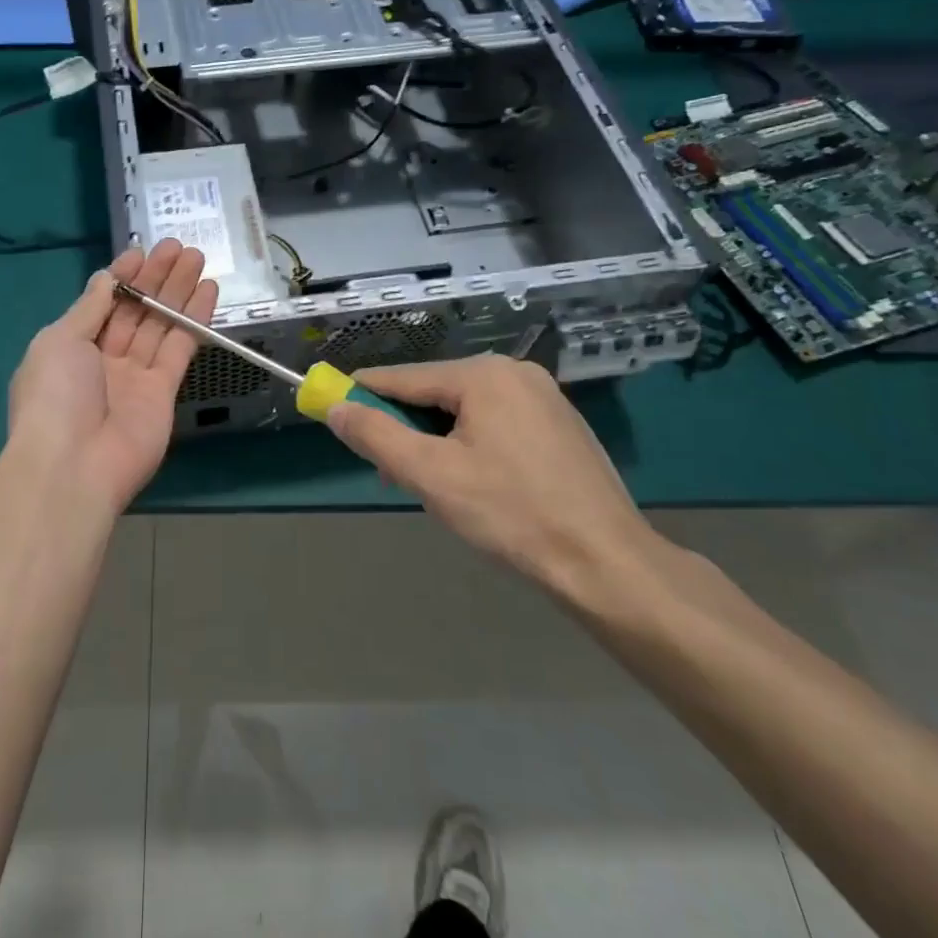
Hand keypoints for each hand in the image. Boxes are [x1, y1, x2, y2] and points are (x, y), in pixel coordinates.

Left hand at [2, 239, 215, 514]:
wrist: (73, 466)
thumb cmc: (55, 396)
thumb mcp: (59, 340)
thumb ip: (90, 308)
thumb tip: (106, 278)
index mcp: (70, 346)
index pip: (102, 302)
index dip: (123, 276)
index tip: (142, 251)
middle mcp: (103, 359)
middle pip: (135, 310)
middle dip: (156, 278)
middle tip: (179, 246)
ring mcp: (134, 377)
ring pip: (160, 325)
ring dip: (178, 291)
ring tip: (198, 258)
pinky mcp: (163, 393)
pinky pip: (180, 349)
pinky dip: (194, 320)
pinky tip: (207, 292)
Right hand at [325, 355, 660, 598]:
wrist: (607, 564)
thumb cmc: (511, 514)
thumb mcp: (430, 475)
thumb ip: (376, 435)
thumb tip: (335, 408)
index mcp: (484, 374)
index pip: (403, 378)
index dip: (363, 394)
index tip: (331, 406)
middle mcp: (516, 373)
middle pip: (436, 394)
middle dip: (405, 428)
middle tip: (387, 471)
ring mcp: (544, 399)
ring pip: (466, 411)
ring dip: (436, 441)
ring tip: (428, 485)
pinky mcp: (561, 427)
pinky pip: (496, 424)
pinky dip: (470, 446)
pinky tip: (471, 484)